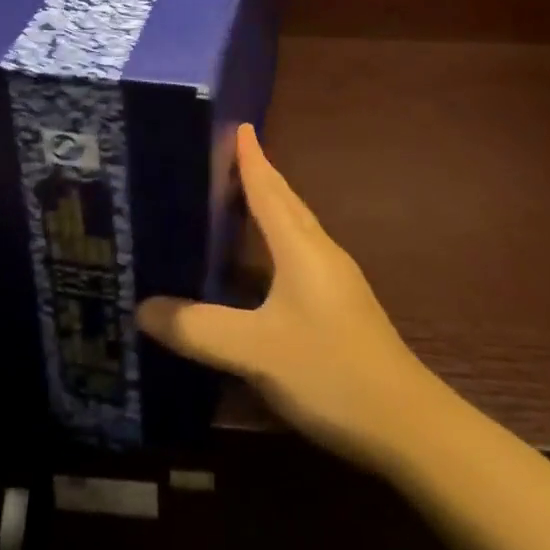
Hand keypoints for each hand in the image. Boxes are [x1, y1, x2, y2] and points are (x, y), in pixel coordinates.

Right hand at [138, 125, 440, 471]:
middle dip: (259, 176)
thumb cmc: (330, 371)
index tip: (239, 125)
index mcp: (301, 247)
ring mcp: (335, 281)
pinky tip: (259, 267)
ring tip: (235, 202)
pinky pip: (300, 256)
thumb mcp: (256, 351)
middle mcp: (320, 253)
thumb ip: (198, 329)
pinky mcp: (340, 307)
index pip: (269, 189)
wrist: (407, 424)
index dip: (251, 158)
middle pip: (285, 202)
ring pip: (295, 230)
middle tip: (226, 156)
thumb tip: (142, 307)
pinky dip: (275, 243)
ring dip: (268, 209)